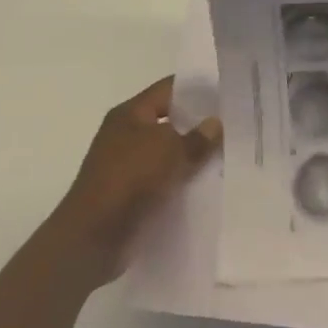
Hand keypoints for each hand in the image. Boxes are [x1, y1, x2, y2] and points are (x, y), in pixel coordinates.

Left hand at [61, 77, 221, 275]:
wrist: (92, 238)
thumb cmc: (129, 179)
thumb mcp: (170, 150)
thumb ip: (197, 137)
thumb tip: (215, 123)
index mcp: (130, 114)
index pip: (168, 89)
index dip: (197, 88)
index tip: (226, 91)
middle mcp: (126, 135)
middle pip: (170, 121)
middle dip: (199, 124)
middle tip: (234, 123)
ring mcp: (127, 166)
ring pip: (169, 153)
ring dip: (192, 156)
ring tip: (228, 154)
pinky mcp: (131, 195)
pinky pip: (164, 180)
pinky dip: (182, 181)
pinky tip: (209, 183)